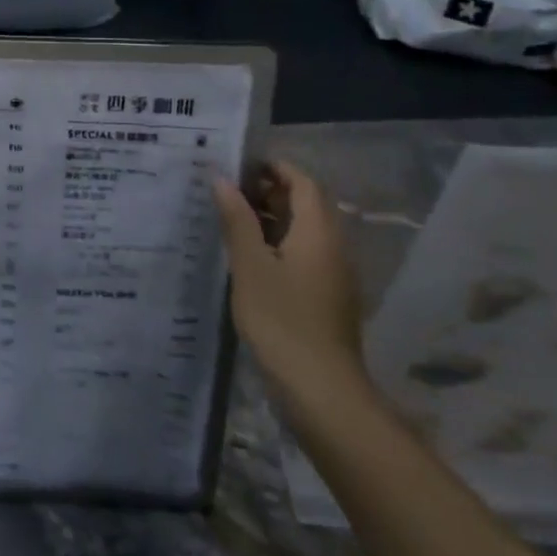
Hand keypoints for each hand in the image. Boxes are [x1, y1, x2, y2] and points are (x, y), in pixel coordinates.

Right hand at [212, 160, 367, 400]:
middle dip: (269, 192)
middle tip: (227, 191)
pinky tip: (247, 259)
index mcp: (318, 231)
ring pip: (304, 231)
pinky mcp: (327, 298)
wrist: (321, 391)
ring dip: (271, 219)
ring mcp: (333, 274)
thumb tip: (223, 180)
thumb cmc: (282, 320)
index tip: (238, 164)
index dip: (274, 168)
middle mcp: (333, 246)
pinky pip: (304, 255)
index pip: (303, 182)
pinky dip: (277, 245)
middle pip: (306, 204)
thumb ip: (237, 220)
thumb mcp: (250, 266)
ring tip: (229, 220)